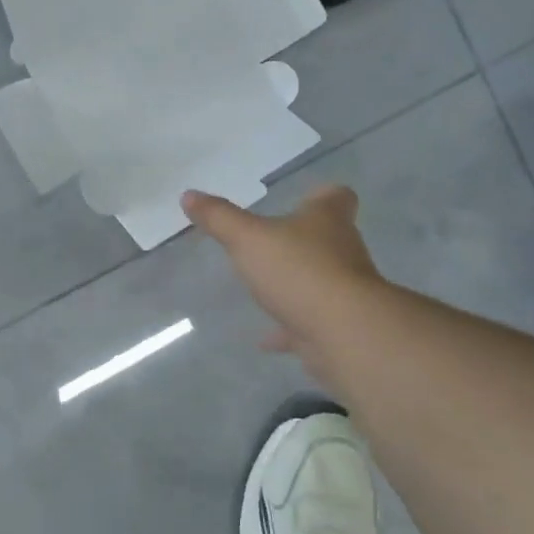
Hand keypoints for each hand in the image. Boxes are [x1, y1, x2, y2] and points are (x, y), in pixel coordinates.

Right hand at [183, 184, 386, 390]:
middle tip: (273, 244)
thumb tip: (188, 195)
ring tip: (266, 290)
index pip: (337, 197)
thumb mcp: (247, 239)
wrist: (342, 332)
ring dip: (297, 285)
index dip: (323, 196)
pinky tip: (265, 339)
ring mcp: (344, 291)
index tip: (307, 199)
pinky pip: (310, 322)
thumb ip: (219, 218)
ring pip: (321, 281)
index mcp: (327, 221)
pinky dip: (290, 328)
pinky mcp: (339, 326)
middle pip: (330, 239)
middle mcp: (343, 251)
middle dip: (303, 242)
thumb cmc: (298, 271)